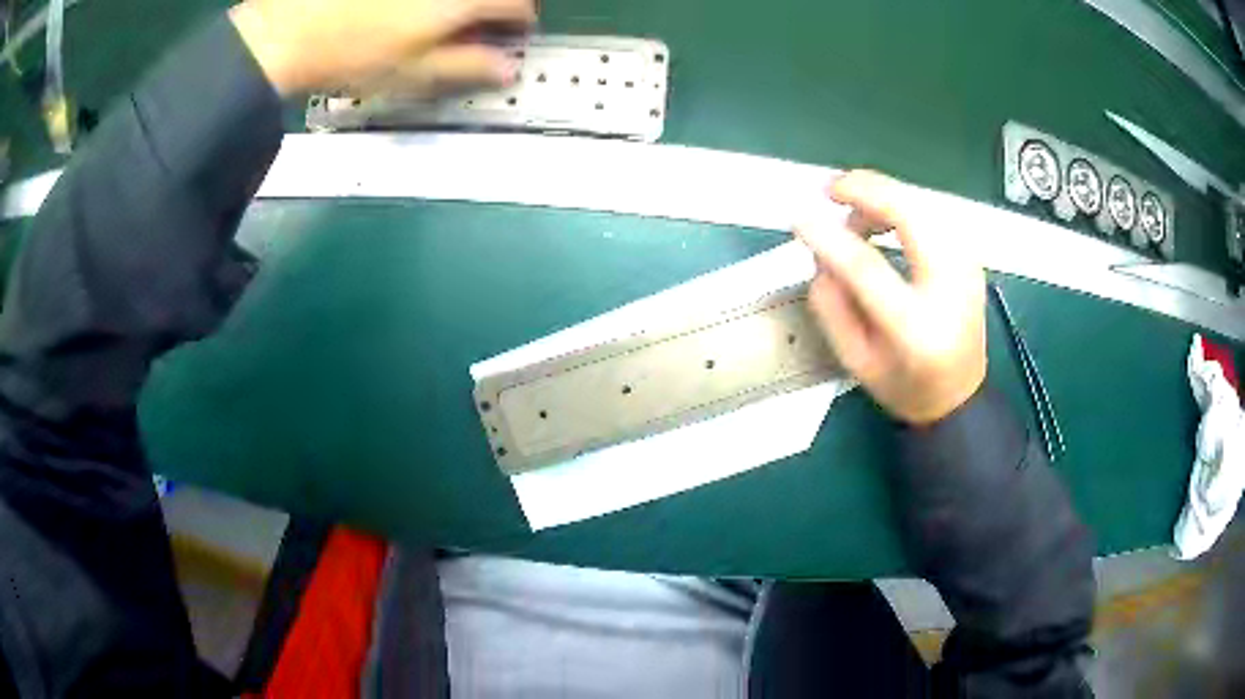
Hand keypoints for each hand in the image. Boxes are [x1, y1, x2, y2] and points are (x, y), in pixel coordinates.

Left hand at [229, 0, 536, 96]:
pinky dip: (428, 5)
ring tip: (440, 18)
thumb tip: (507, 69)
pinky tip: (411, 9)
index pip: (518, 5)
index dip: (521, 21)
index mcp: (461, 1)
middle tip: (479, 23)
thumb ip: (467, 66)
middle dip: (496, 5)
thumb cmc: (353, 56)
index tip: (513, 33)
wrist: (290, 31)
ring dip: (465, 4)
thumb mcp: (413, 73)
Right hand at [795, 171, 986, 424]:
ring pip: (923, 202)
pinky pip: (932, 212)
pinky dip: (901, 204)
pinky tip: (881, 217)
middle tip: (829, 190)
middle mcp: (950, 288)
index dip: (830, 237)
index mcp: (916, 329)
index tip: (799, 217)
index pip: (868, 268)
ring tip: (853, 213)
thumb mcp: (856, 361)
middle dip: (865, 190)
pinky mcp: (970, 256)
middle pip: (910, 214)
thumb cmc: (905, 386)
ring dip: (882, 195)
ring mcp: (967, 266)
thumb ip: (831, 306)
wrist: (960, 396)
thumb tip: (820, 249)